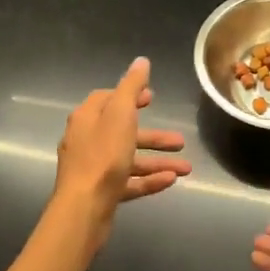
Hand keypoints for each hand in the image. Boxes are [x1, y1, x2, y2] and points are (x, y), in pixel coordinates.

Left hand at [52, 57, 189, 251]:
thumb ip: (131, 87)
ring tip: (186, 168)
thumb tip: (141, 61)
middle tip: (179, 139)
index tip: (152, 98)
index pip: (107, 99)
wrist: (83, 209)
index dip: (130, 96)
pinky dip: (148, 180)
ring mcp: (92, 168)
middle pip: (123, 131)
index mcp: (87, 118)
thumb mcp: (121, 114)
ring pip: (129, 159)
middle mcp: (86, 140)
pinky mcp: (100, 192)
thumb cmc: (103, 156)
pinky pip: (128, 181)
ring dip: (157, 160)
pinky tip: (171, 181)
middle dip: (153, 135)